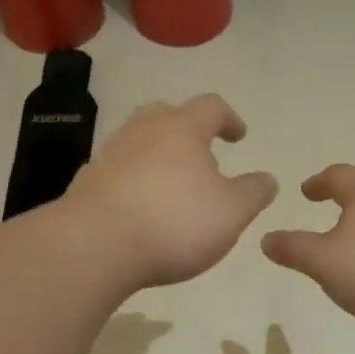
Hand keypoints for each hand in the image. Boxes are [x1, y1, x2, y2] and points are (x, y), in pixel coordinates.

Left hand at [65, 94, 277, 288]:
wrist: (94, 246)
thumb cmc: (174, 222)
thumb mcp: (232, 212)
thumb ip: (254, 192)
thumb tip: (267, 178)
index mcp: (182, 128)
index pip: (211, 107)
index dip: (229, 119)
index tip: (238, 136)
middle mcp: (143, 131)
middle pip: (166, 114)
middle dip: (186, 129)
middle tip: (201, 153)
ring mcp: (110, 155)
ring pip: (139, 142)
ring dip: (158, 156)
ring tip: (173, 185)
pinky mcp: (87, 183)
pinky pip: (118, 171)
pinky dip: (135, 181)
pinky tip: (142, 208)